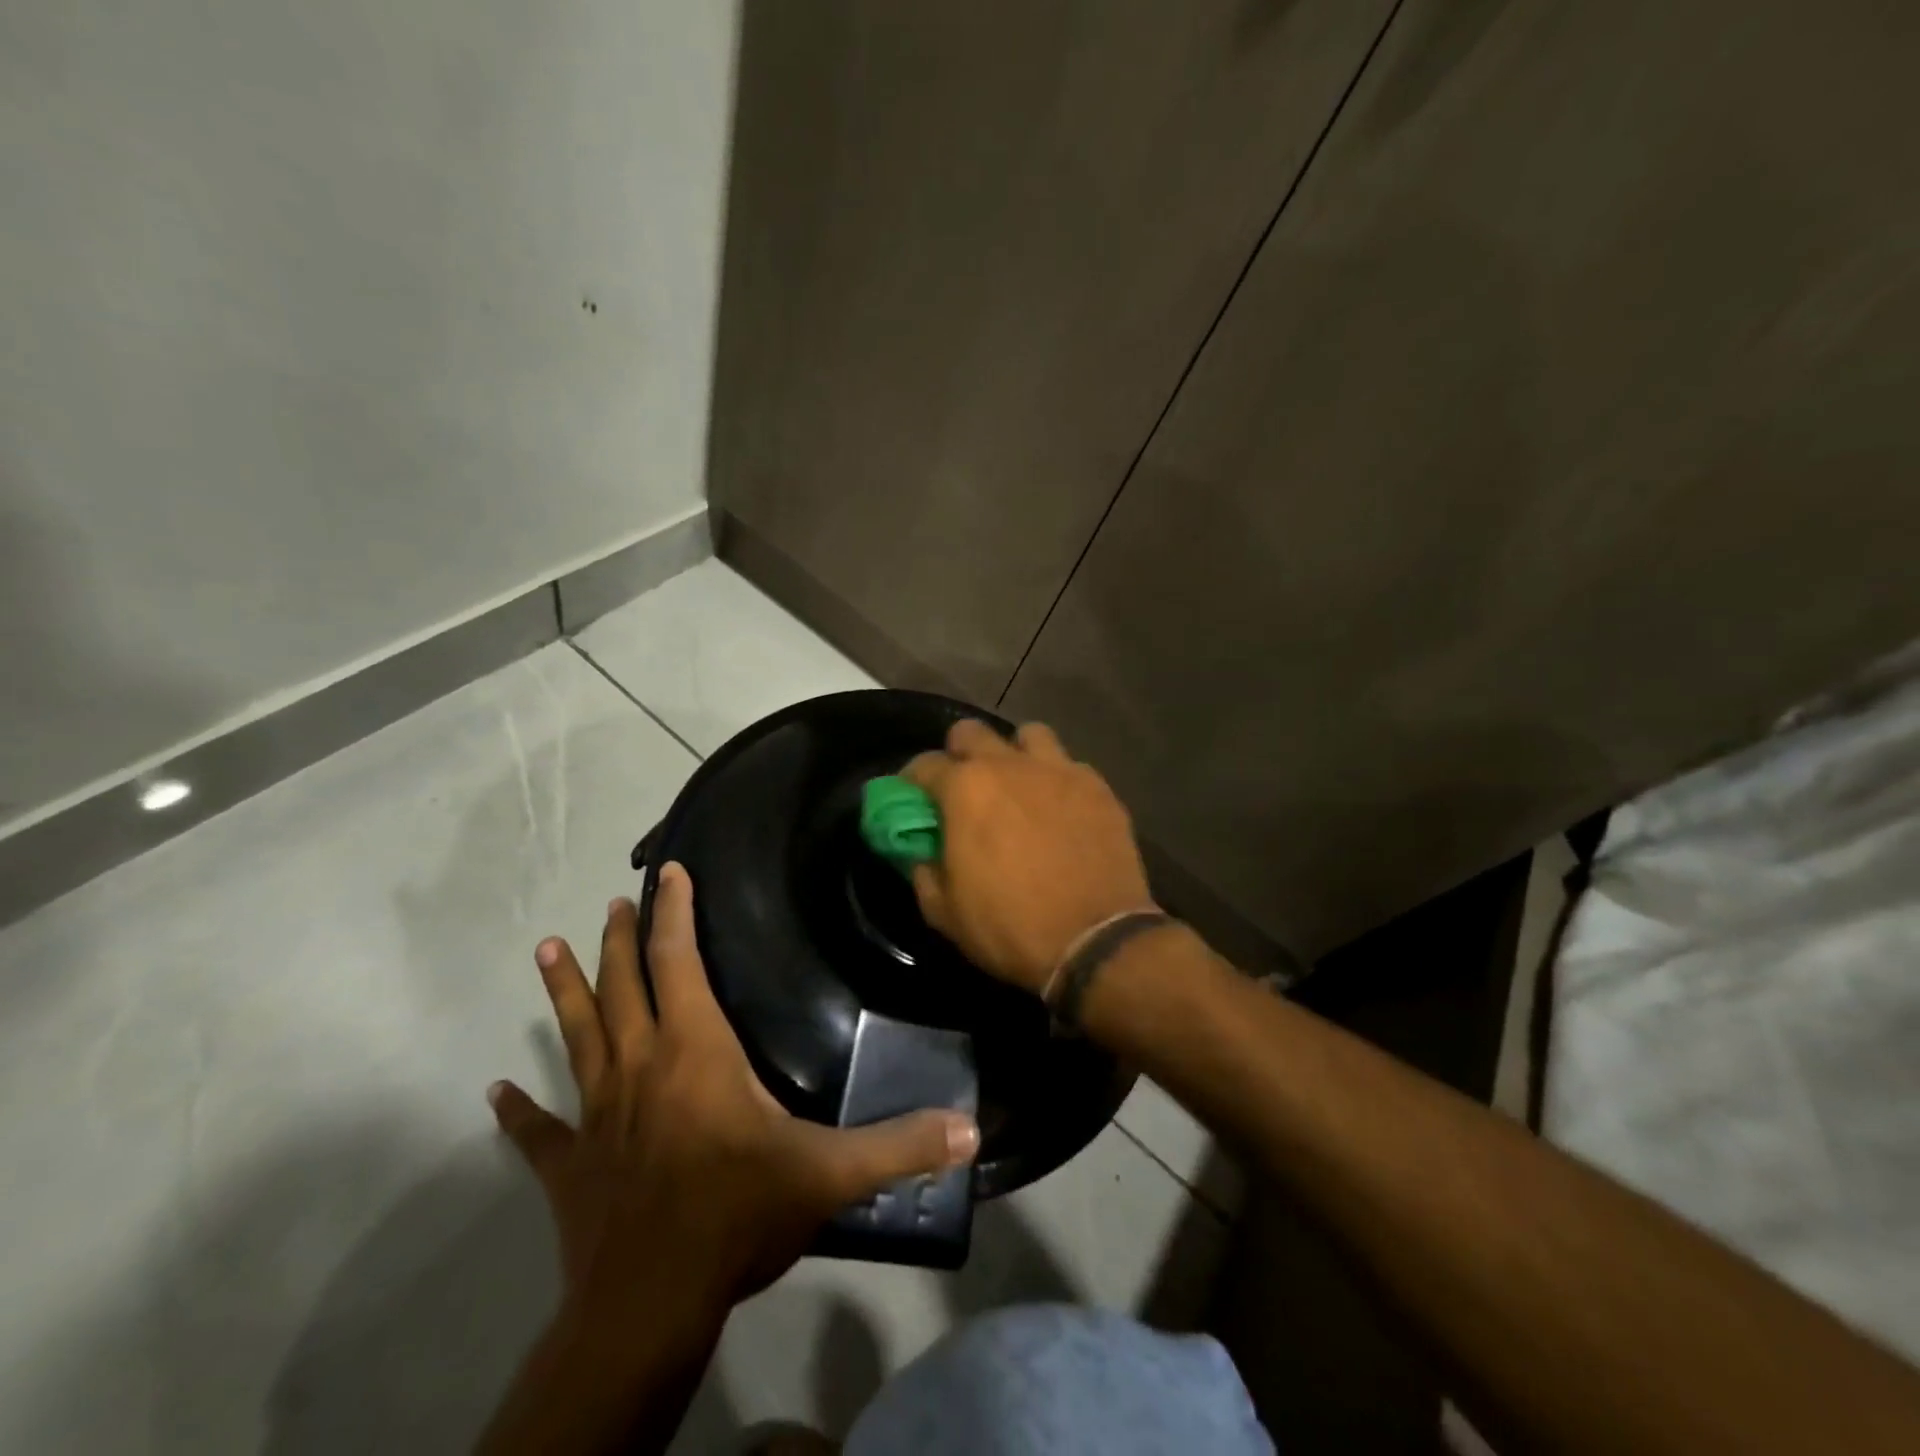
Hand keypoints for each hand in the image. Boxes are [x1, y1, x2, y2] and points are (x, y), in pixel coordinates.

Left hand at [489, 862, 980, 1324]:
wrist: (648, 1307)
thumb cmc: (736, 1218)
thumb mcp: (828, 1176)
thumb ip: (898, 1145)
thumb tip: (970, 1129)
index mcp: (695, 1053)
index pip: (679, 964)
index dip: (674, 914)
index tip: (668, 872)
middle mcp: (639, 1068)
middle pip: (623, 988)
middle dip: (621, 940)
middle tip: (614, 902)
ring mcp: (597, 1116)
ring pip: (577, 1037)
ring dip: (565, 991)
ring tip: (547, 947)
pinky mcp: (569, 1166)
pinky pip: (539, 1130)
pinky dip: (518, 1111)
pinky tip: (496, 1092)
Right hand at [904, 720, 1154, 995]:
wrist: (1095, 942)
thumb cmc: (1009, 927)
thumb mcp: (944, 912)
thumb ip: (924, 870)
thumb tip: (922, 852)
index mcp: (966, 788)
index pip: (923, 764)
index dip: (912, 782)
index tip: (914, 800)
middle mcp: (1010, 765)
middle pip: (972, 731)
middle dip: (960, 754)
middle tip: (964, 788)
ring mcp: (1060, 770)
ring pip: (1029, 735)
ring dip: (1016, 754)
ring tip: (1019, 786)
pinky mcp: (1099, 787)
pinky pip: (1071, 766)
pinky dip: (1058, 780)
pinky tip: (1061, 809)